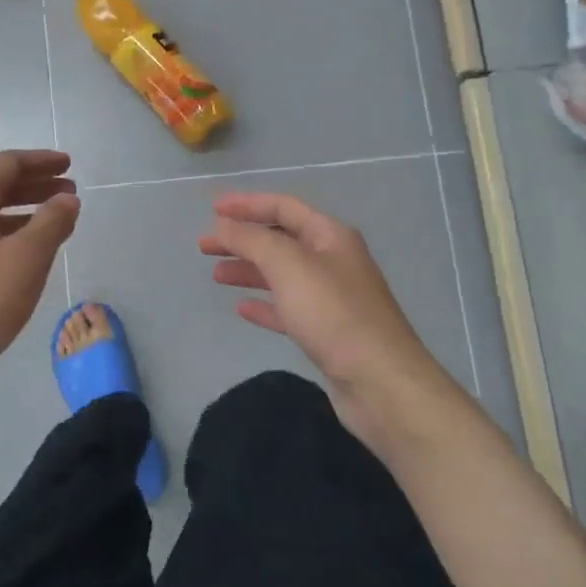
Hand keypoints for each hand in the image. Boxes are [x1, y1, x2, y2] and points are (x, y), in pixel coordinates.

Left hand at [0, 150, 79, 372]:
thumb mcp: (27, 258)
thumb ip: (52, 222)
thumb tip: (67, 199)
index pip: (7, 165)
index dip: (41, 161)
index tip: (69, 166)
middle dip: (36, 186)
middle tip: (69, 193)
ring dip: (24, 210)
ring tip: (56, 221)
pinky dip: (8, 231)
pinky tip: (26, 250)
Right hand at [199, 192, 465, 452]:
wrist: (380, 382)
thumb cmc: (333, 314)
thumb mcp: (288, 265)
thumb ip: (252, 240)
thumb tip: (224, 224)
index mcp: (330, 236)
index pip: (283, 208)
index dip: (247, 204)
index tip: (212, 210)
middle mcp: (333, 261)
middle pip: (280, 240)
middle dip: (242, 239)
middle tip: (205, 245)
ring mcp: (332, 298)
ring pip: (282, 274)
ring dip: (249, 270)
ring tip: (216, 274)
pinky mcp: (327, 332)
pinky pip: (288, 309)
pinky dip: (264, 304)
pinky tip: (242, 308)